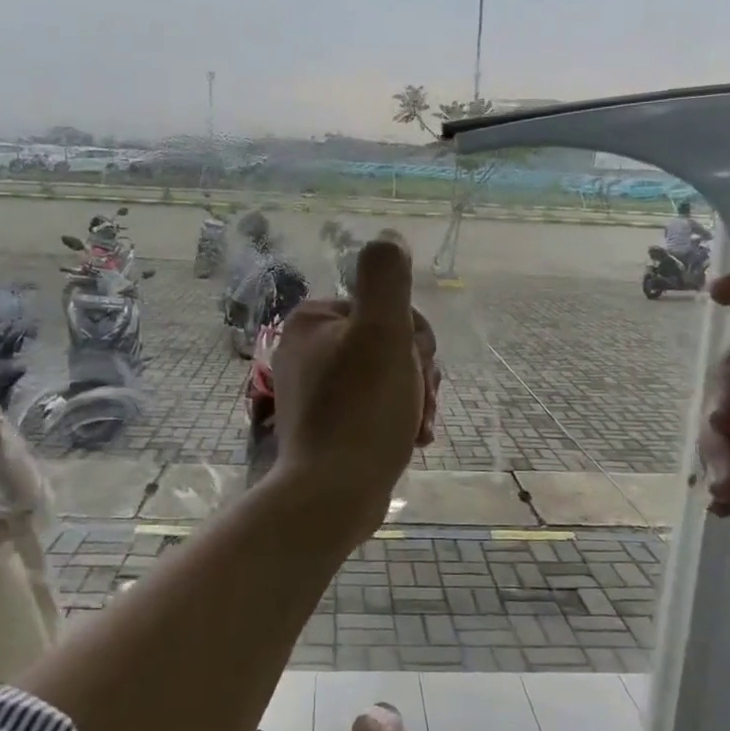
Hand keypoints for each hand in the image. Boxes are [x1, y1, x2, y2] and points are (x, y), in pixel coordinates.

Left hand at [268, 238, 428, 535]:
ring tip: (420, 426)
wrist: (333, 495)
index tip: (421, 368)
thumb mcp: (383, 333)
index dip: (414, 337)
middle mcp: (307, 349)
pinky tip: (413, 440)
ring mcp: (315, 389)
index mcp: (313, 321)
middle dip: (416, 372)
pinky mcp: (326, 424)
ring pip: (386, 376)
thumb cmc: (362, 411)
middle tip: (422, 402)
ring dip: (414, 397)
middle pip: (386, 344)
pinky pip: (373, 406)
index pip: (385, 308)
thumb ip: (386, 278)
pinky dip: (397, 418)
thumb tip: (387, 235)